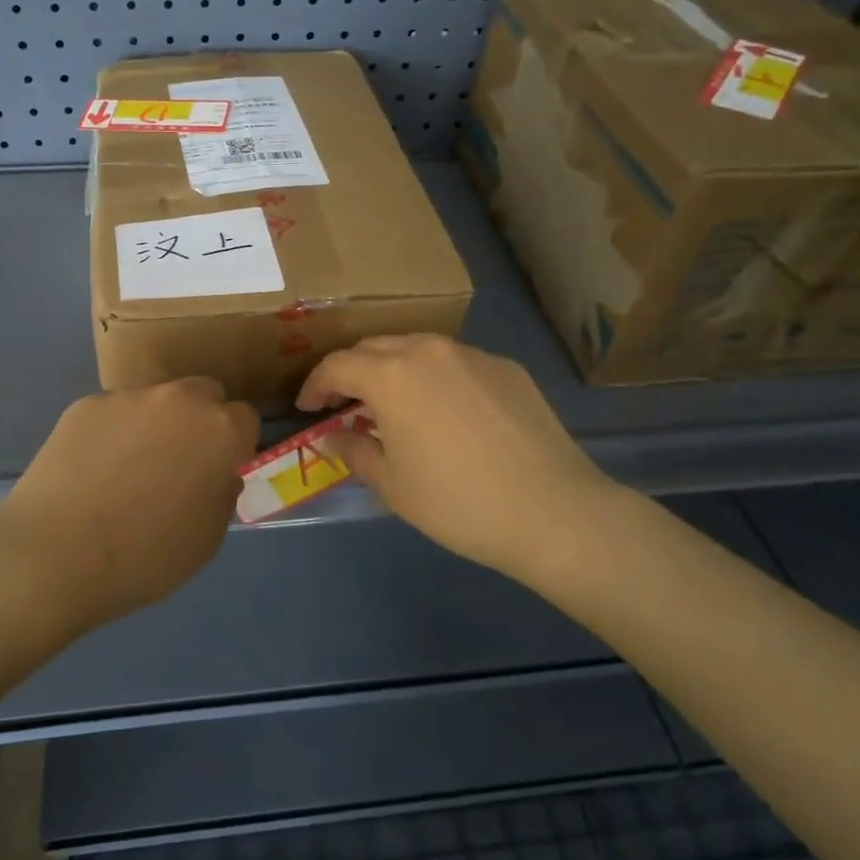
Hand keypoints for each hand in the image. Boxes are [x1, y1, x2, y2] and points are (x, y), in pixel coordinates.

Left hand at [0, 378, 258, 631]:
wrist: (56, 554)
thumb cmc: (146, 557)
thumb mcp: (209, 537)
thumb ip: (221, 490)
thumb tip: (215, 473)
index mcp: (221, 430)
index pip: (245, 418)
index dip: (234, 445)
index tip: (218, 470)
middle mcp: (180, 400)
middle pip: (204, 394)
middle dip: (200, 420)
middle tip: (178, 462)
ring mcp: (129, 396)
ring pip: (156, 400)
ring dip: (155, 423)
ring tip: (126, 469)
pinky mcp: (86, 404)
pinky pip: (113, 412)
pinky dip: (112, 432)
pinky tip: (92, 469)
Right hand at [297, 334, 617, 580]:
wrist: (552, 511)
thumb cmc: (457, 503)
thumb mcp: (392, 484)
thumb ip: (354, 450)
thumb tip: (333, 436)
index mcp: (391, 375)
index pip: (337, 366)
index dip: (315, 385)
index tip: (307, 408)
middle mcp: (428, 350)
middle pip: (374, 348)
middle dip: (351, 372)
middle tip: (343, 403)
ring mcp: (472, 354)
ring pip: (417, 348)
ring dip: (393, 369)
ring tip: (392, 403)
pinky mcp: (506, 368)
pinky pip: (456, 363)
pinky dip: (435, 378)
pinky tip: (445, 412)